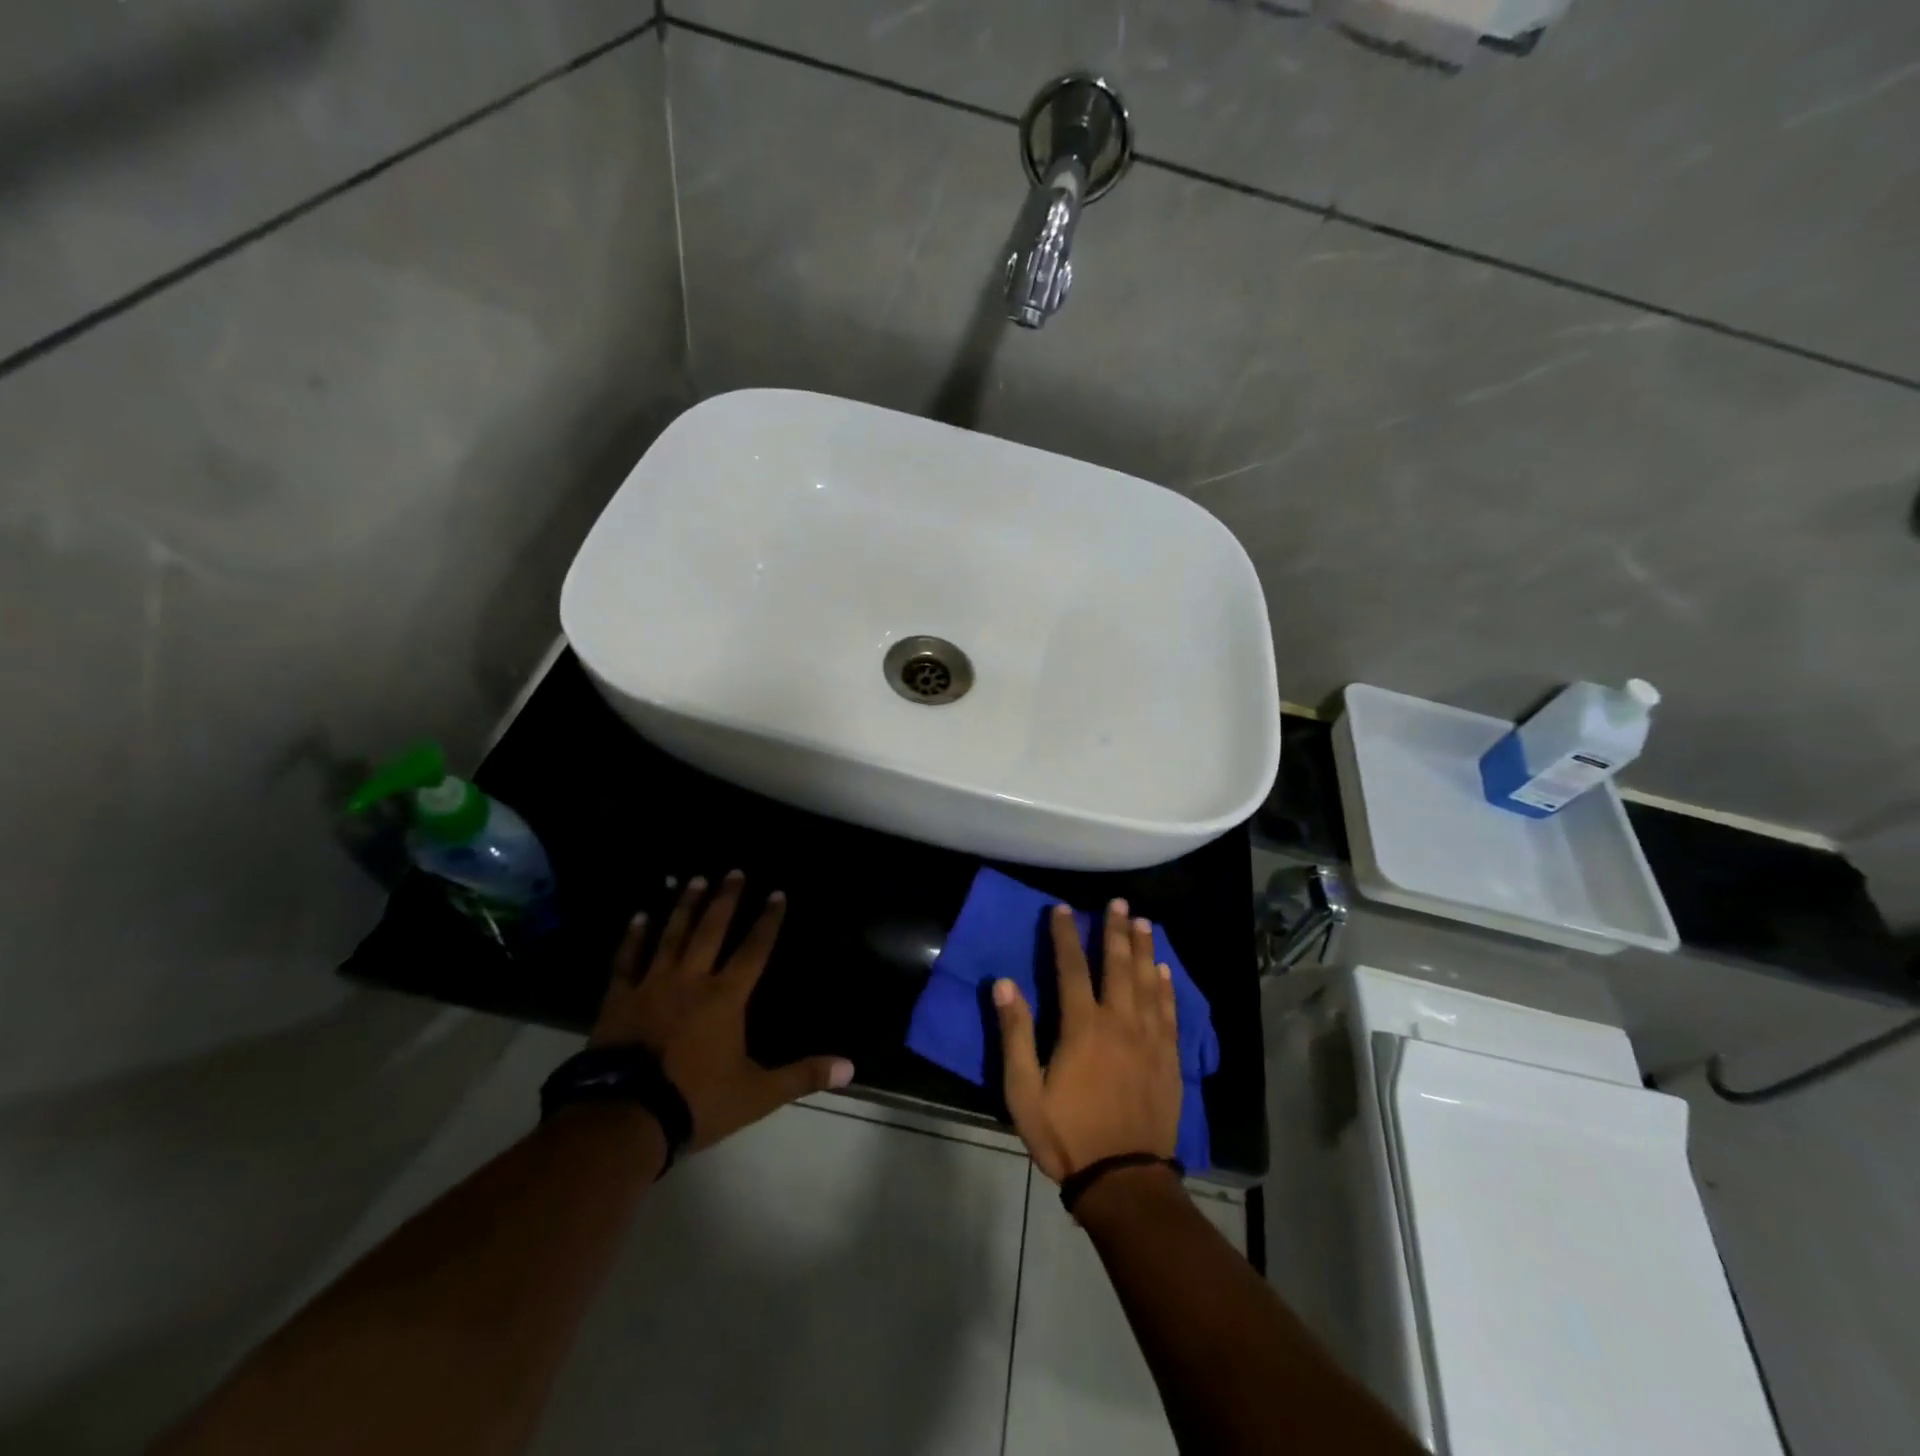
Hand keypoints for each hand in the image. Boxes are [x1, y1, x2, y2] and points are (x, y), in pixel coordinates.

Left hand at [589, 871, 853, 1151]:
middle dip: (726, 900)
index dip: (768, 921)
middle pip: (712, 930)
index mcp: (726, 997)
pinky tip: (640, 916)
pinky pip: (628, 960)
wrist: (625, 1117)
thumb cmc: (696, 1101)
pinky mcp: (620, 999)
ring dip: (686, 906)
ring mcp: (652, 986)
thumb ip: (803, 1075)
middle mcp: (691, 980)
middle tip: (734, 871)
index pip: (754, 949)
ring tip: (695, 880)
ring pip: (672, 936)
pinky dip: (634, 937)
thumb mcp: (757, 1094)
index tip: (777, 893)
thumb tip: (850, 1067)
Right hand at [992, 900, 1181, 1182]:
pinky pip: (1170, 1012)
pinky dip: (1167, 988)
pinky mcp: (1169, 1059)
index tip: (1062, 908)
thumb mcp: (1024, 1091)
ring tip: (1143, 922)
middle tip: (1118, 902)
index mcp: (1083, 1026)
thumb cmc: (1067, 1134)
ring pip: (1149, 982)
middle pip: (1118, 965)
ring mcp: (1149, 1039)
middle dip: (1116, 930)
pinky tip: (1164, 971)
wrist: (1123, 1179)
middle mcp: (1120, 1022)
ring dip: (1144, 949)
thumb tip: (1005, 983)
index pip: (1071, 967)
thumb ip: (1016, 1034)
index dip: (1065, 935)